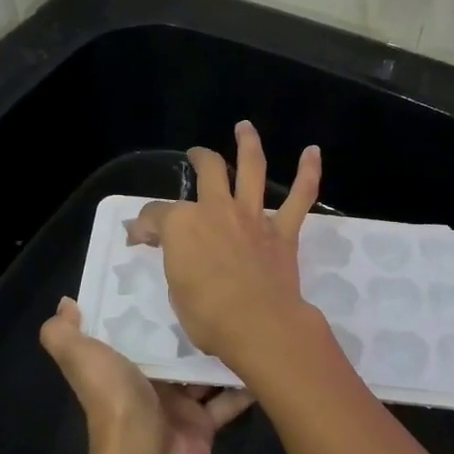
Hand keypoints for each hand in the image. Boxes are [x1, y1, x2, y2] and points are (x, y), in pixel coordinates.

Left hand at [40, 297, 251, 453]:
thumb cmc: (115, 400)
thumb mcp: (82, 358)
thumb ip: (63, 333)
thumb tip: (65, 303)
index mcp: (119, 363)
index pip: (134, 326)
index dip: (147, 300)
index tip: (170, 266)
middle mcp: (148, 380)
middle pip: (173, 345)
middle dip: (191, 321)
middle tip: (219, 285)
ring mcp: (178, 403)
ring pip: (203, 370)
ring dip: (220, 348)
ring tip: (246, 313)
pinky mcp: (204, 422)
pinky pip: (228, 400)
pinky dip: (244, 384)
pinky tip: (264, 356)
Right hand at [125, 121, 326, 375]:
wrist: (258, 326)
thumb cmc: (207, 315)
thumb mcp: (174, 289)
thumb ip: (172, 260)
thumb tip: (162, 244)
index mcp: (182, 224)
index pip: (155, 214)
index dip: (144, 225)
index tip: (140, 238)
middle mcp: (216, 209)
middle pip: (208, 170)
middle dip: (200, 159)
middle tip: (196, 155)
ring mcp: (252, 217)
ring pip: (252, 169)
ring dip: (248, 144)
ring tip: (245, 127)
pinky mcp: (282, 231)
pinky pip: (300, 197)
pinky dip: (308, 173)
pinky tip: (313, 152)